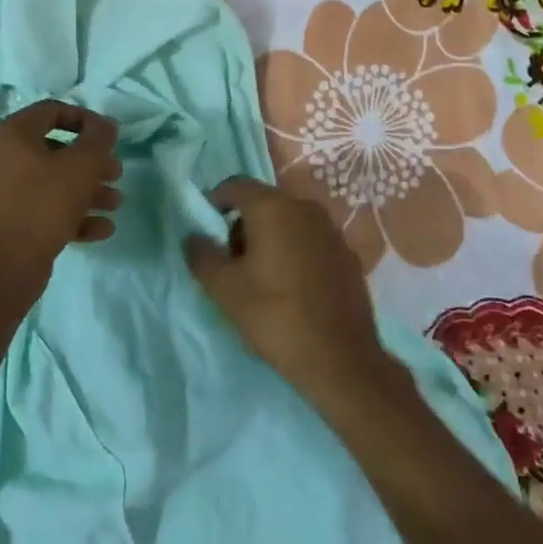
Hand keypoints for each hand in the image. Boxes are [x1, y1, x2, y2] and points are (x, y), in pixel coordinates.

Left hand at [0, 100, 121, 286]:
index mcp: (13, 135)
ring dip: (87, 189)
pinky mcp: (8, 219)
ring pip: (52, 181)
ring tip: (115, 203)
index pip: (52, 111)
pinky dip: (72, 213)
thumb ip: (98, 139)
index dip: (86, 119)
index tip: (109, 137)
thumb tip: (106, 124)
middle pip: (55, 150)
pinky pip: (44, 207)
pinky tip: (102, 228)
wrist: (8, 266)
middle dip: (92, 162)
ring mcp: (1, 190)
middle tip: (116, 173)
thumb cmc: (45, 204)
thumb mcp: (81, 165)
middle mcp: (1, 157)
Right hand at [183, 177, 386, 402]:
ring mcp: (332, 230)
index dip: (215, 202)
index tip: (207, 231)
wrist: (339, 358)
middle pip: (263, 203)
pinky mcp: (348, 254)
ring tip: (262, 279)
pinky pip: (311, 241)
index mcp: (273, 207)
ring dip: (270, 239)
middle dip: (243, 226)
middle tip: (233, 263)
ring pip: (289, 222)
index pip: (235, 186)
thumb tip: (194, 237)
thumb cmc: (274, 316)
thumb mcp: (224, 289)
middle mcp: (305, 208)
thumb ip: (202, 255)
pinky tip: (293, 288)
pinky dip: (296, 253)